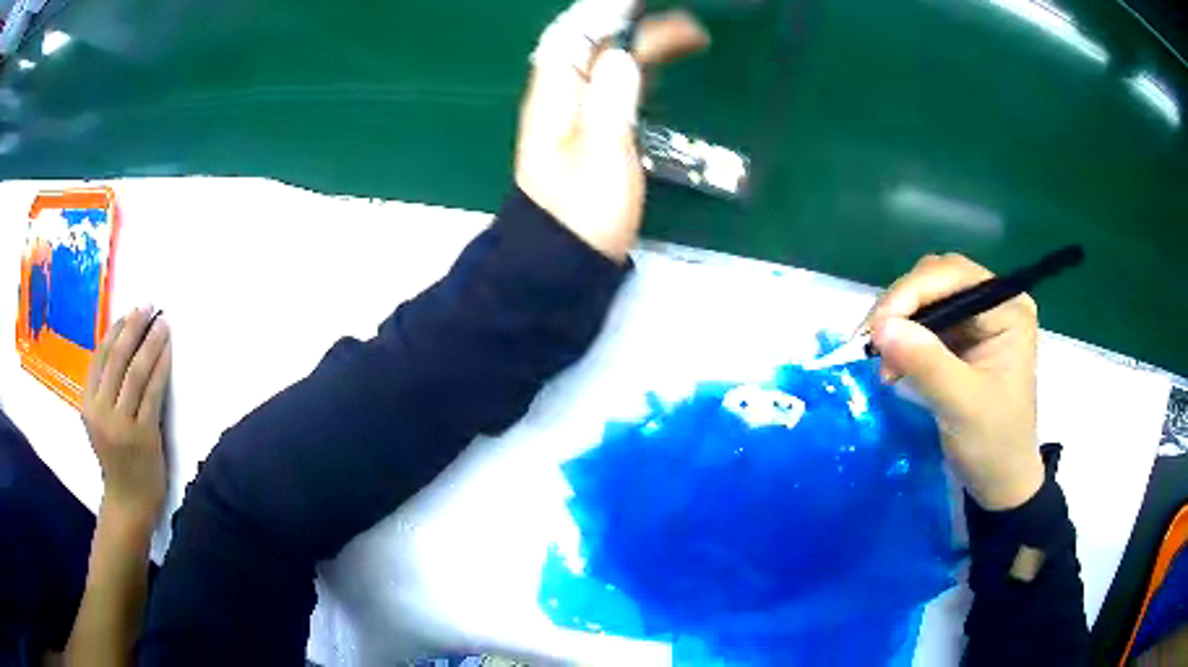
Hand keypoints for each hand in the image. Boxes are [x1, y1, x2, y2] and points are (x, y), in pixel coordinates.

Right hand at [82, 305, 171, 521]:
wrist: (128, 503)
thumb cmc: (115, 460)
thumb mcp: (98, 422)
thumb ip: (103, 390)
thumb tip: (120, 345)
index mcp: (87, 404)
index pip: (100, 356)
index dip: (116, 329)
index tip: (131, 310)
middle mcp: (100, 411)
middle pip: (117, 357)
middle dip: (134, 327)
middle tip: (150, 305)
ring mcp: (121, 424)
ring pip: (135, 371)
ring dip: (150, 342)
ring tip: (162, 322)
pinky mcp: (143, 434)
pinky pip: (153, 392)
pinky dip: (161, 367)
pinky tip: (168, 351)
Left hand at [516, 2, 709, 261]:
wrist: (564, 258)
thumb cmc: (584, 212)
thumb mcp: (601, 154)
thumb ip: (609, 99)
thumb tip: (622, 53)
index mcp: (557, 94)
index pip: (576, 34)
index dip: (606, 11)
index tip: (640, 2)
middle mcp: (561, 95)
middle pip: (594, 43)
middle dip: (634, 23)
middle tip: (686, 25)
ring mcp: (575, 112)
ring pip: (606, 62)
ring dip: (641, 43)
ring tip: (687, 38)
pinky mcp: (590, 129)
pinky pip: (611, 84)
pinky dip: (636, 68)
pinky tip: (656, 67)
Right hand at [868, 254, 1044, 509]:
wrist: (1000, 483)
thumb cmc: (993, 445)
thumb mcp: (962, 406)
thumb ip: (927, 364)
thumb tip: (881, 328)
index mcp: (1008, 310)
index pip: (954, 276)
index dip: (912, 293)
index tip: (876, 328)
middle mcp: (995, 303)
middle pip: (937, 278)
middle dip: (902, 305)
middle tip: (873, 344)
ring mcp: (978, 320)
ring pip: (927, 297)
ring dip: (898, 322)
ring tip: (881, 361)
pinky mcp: (963, 339)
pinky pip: (925, 322)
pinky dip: (903, 338)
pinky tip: (891, 364)